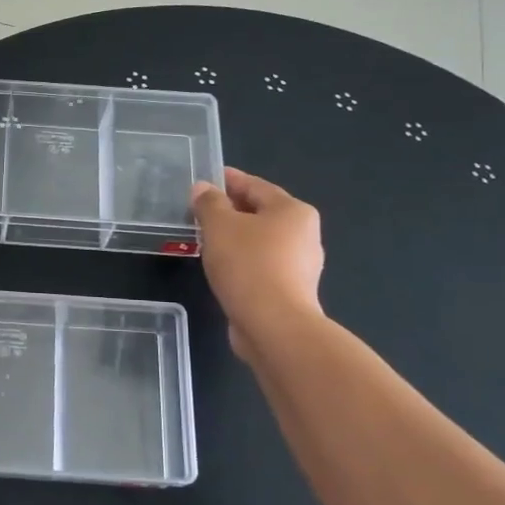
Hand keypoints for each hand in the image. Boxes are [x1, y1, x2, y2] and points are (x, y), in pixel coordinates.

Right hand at [190, 167, 323, 355]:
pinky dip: (242, 261)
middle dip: (231, 210)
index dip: (228, 180)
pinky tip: (222, 267)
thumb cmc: (248, 265)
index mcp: (293, 210)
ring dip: (236, 238)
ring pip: (261, 241)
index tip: (205, 179)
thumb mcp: (219, 226)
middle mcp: (304, 234)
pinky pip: (261, 265)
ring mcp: (300, 265)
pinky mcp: (290, 291)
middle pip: (261, 212)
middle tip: (200, 210)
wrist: (274, 325)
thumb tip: (202, 188)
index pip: (255, 185)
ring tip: (206, 239)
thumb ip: (209, 203)